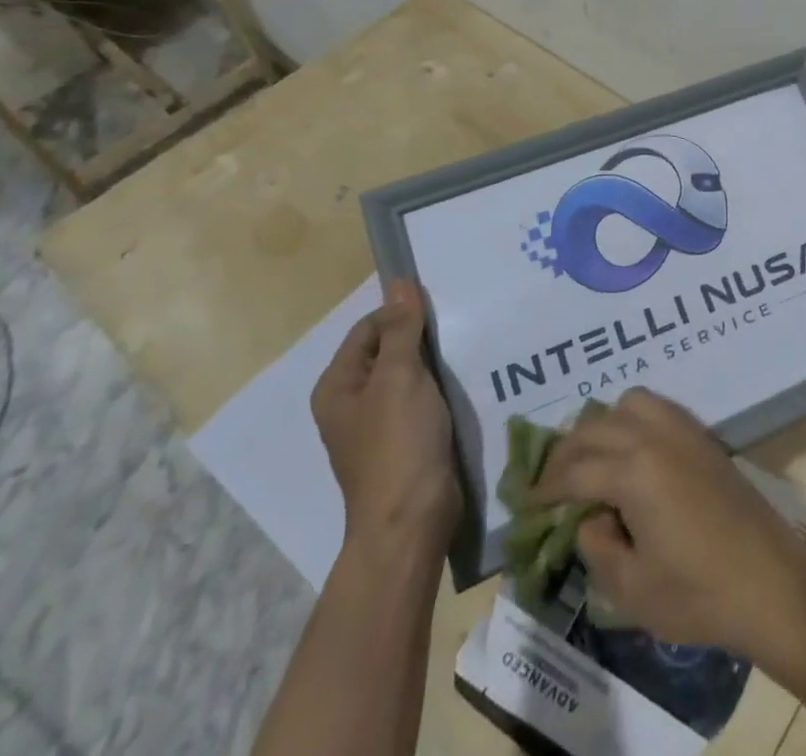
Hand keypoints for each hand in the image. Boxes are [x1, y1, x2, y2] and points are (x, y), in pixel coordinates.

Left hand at [311, 280, 459, 561]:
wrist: (411, 522)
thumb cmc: (398, 444)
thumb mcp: (399, 377)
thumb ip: (401, 329)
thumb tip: (398, 283)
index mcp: (337, 386)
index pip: (369, 328)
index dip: (401, 314)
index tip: (441, 309)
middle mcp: (352, 403)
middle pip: (388, 350)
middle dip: (421, 337)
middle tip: (460, 324)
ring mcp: (378, 425)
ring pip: (408, 376)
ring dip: (434, 363)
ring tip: (468, 347)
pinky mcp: (404, 441)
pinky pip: (422, 400)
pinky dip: (441, 388)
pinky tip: (465, 381)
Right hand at [532, 388, 805, 661]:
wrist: (770, 582)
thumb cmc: (699, 594)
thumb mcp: (631, 589)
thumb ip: (597, 547)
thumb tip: (589, 518)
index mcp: (634, 470)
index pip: (574, 471)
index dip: (544, 488)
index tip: (524, 503)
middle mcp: (655, 435)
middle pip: (595, 427)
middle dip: (565, 452)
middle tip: (549, 483)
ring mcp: (683, 429)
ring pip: (628, 403)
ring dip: (602, 426)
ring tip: (591, 461)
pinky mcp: (703, 435)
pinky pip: (657, 407)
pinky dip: (632, 419)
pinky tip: (630, 454)